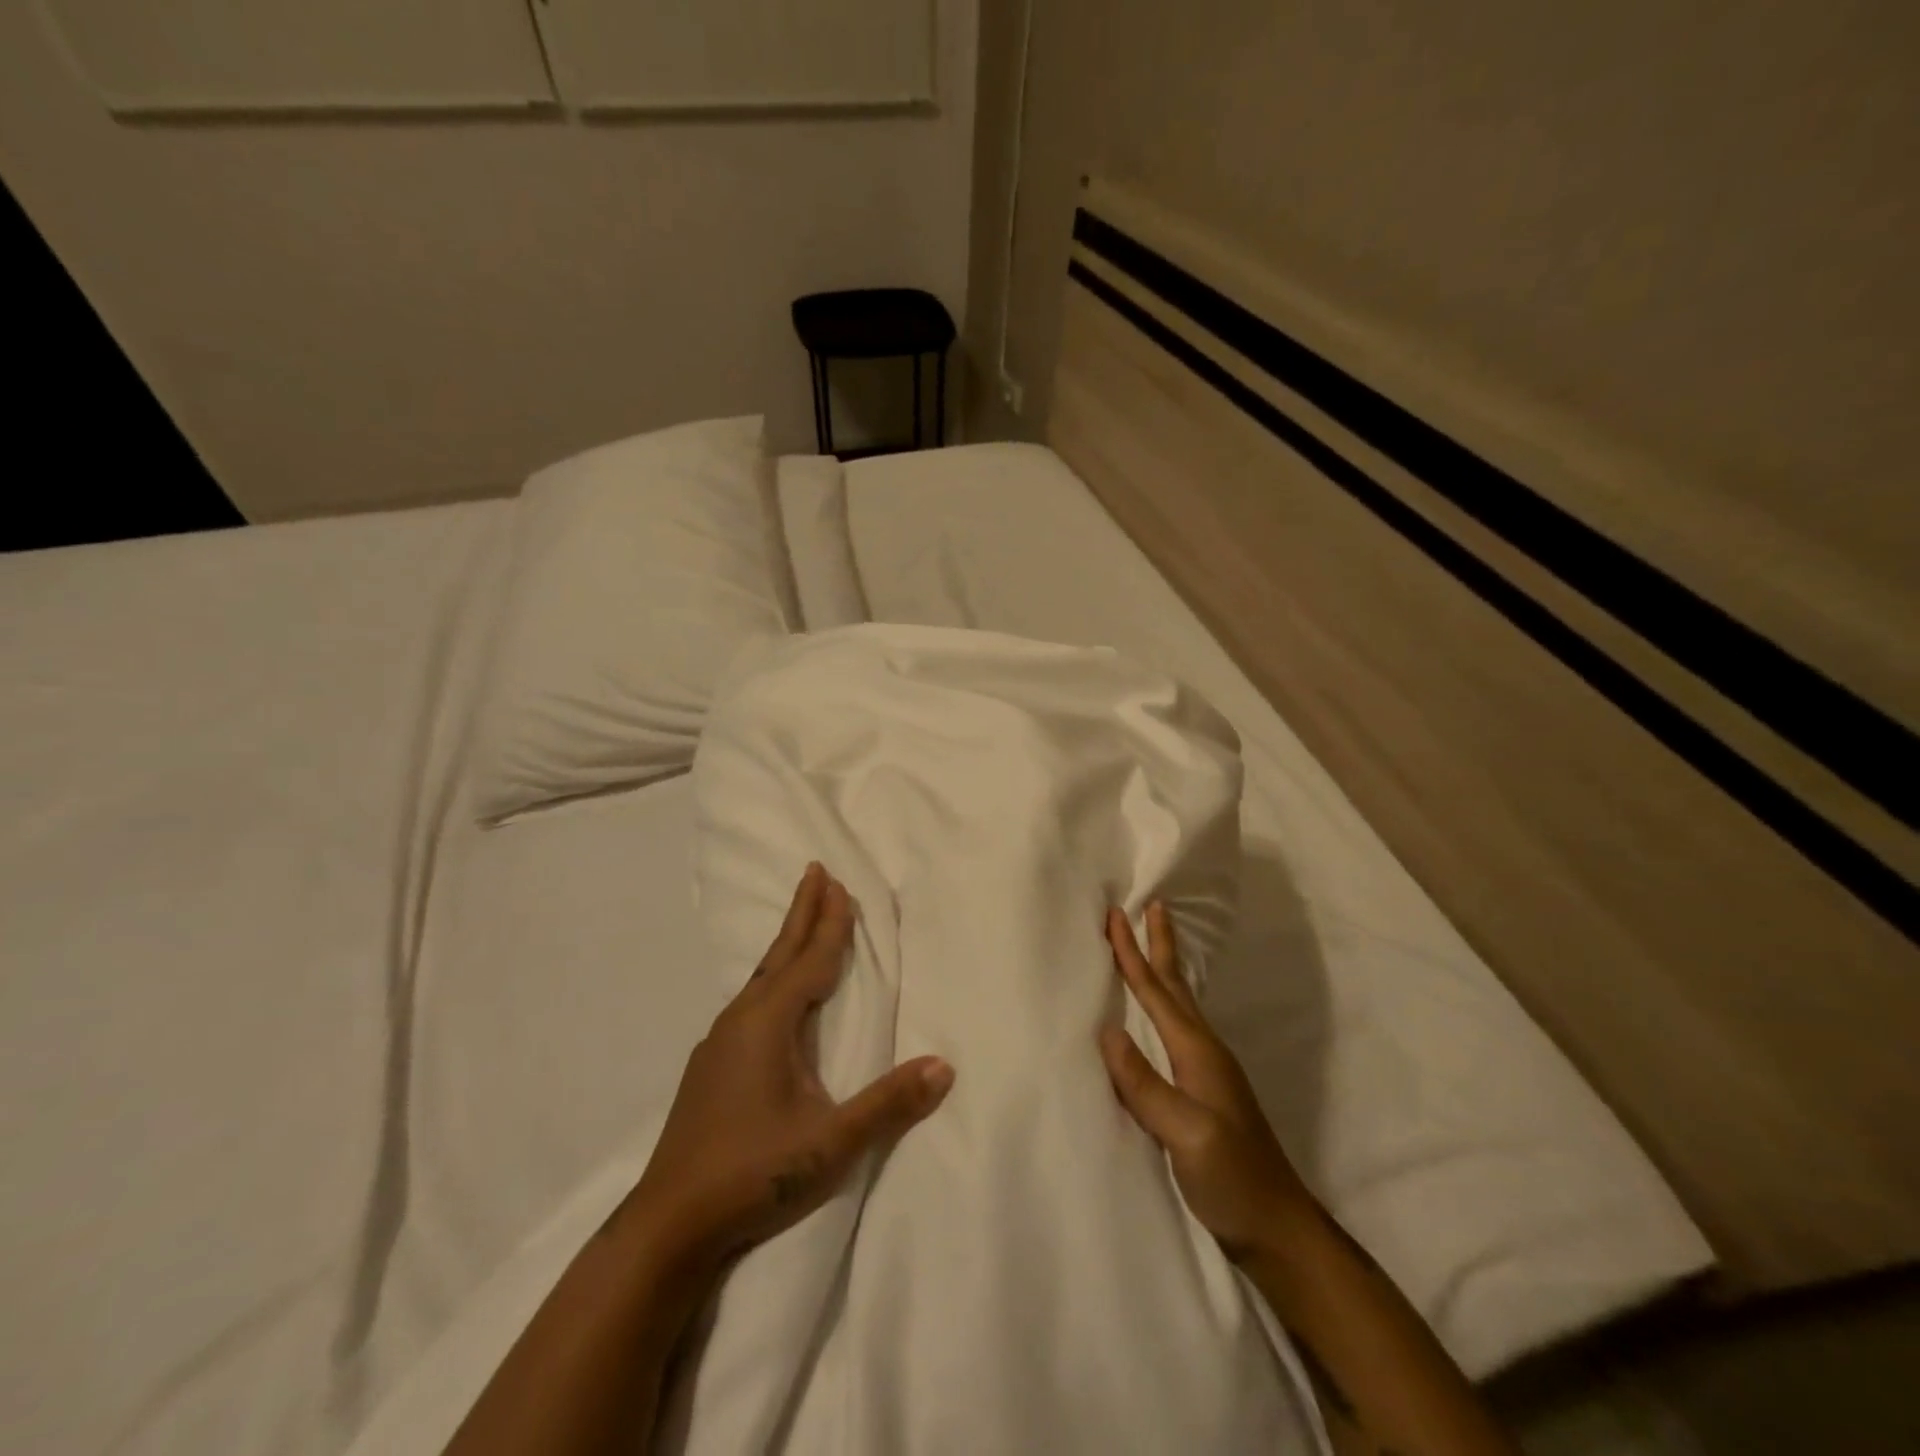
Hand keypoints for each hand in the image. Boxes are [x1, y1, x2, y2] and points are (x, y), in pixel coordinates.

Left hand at [619, 863, 954, 1269]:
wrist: (666, 1225)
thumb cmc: (752, 1174)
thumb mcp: (830, 1143)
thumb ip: (888, 1104)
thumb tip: (944, 1067)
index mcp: (767, 1024)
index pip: (809, 961)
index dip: (829, 923)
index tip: (839, 884)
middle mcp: (740, 1022)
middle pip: (779, 955)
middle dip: (801, 913)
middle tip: (815, 872)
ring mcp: (719, 1045)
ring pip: (761, 978)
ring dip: (786, 945)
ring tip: (803, 926)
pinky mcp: (710, 1068)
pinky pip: (751, 1002)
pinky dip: (772, 979)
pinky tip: (772, 998)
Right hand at [1098, 903, 1313, 1260]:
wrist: (1277, 1229)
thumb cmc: (1233, 1180)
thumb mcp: (1188, 1135)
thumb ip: (1147, 1085)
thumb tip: (1107, 1031)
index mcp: (1197, 1052)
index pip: (1157, 992)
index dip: (1134, 953)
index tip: (1117, 914)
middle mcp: (1203, 1051)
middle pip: (1175, 985)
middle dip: (1158, 946)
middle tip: (1151, 906)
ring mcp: (1206, 1072)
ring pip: (1179, 1005)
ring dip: (1163, 971)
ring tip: (1151, 946)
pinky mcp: (1202, 1093)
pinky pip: (1175, 1031)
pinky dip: (1163, 1006)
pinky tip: (1157, 1017)